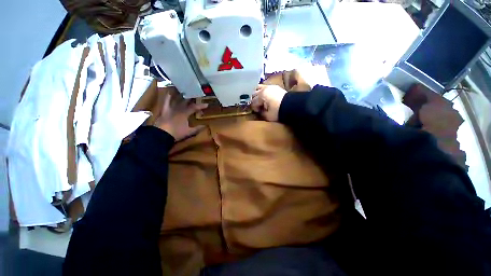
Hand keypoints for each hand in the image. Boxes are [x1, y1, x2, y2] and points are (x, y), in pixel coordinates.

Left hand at [154, 94, 207, 141]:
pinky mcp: (164, 111)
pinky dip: (167, 98)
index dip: (201, 106)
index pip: (194, 108)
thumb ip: (197, 129)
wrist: (162, 135)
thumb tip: (205, 126)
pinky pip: (166, 102)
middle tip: (197, 95)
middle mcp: (178, 109)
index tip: (207, 104)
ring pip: (177, 100)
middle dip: (192, 99)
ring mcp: (171, 109)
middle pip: (186, 102)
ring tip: (185, 92)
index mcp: (185, 114)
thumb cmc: (177, 133)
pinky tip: (168, 92)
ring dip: (181, 96)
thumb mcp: (189, 132)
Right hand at [251, 84, 286, 121]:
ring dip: (257, 94)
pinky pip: (265, 87)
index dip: (254, 108)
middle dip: (254, 101)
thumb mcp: (268, 115)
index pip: (253, 102)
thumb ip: (261, 113)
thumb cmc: (278, 111)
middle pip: (254, 94)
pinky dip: (262, 91)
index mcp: (261, 95)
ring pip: (258, 88)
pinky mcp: (275, 87)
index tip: (257, 112)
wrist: (292, 105)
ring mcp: (269, 86)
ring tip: (259, 101)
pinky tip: (265, 97)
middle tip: (257, 107)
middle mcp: (264, 89)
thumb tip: (259, 111)